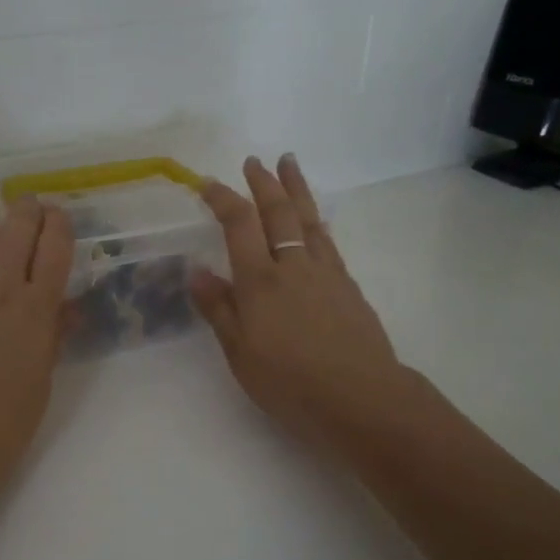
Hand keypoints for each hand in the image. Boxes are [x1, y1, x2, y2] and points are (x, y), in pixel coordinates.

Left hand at [0, 195, 74, 519]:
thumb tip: (64, 303)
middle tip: (26, 209)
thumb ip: (53, 333)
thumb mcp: (42, 378)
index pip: (55, 246)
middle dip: (26, 208)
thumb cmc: (2, 425)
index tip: (57, 217)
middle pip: (17, 225)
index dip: (59, 223)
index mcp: (35, 310)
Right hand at [191, 155, 419, 451]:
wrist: (361, 398)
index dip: (223, 199)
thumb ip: (219, 310)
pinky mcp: (348, 286)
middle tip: (254, 161)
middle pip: (278, 212)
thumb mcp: (240, 353)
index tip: (207, 184)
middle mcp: (293, 266)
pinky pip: (328, 240)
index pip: (239, 225)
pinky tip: (315, 220)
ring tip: (289, 164)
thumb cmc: (290, 382)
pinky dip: (316, 220)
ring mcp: (325, 273)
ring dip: (296, 189)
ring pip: (309, 219)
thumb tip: (198, 272)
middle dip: (263, 183)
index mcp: (260, 281)